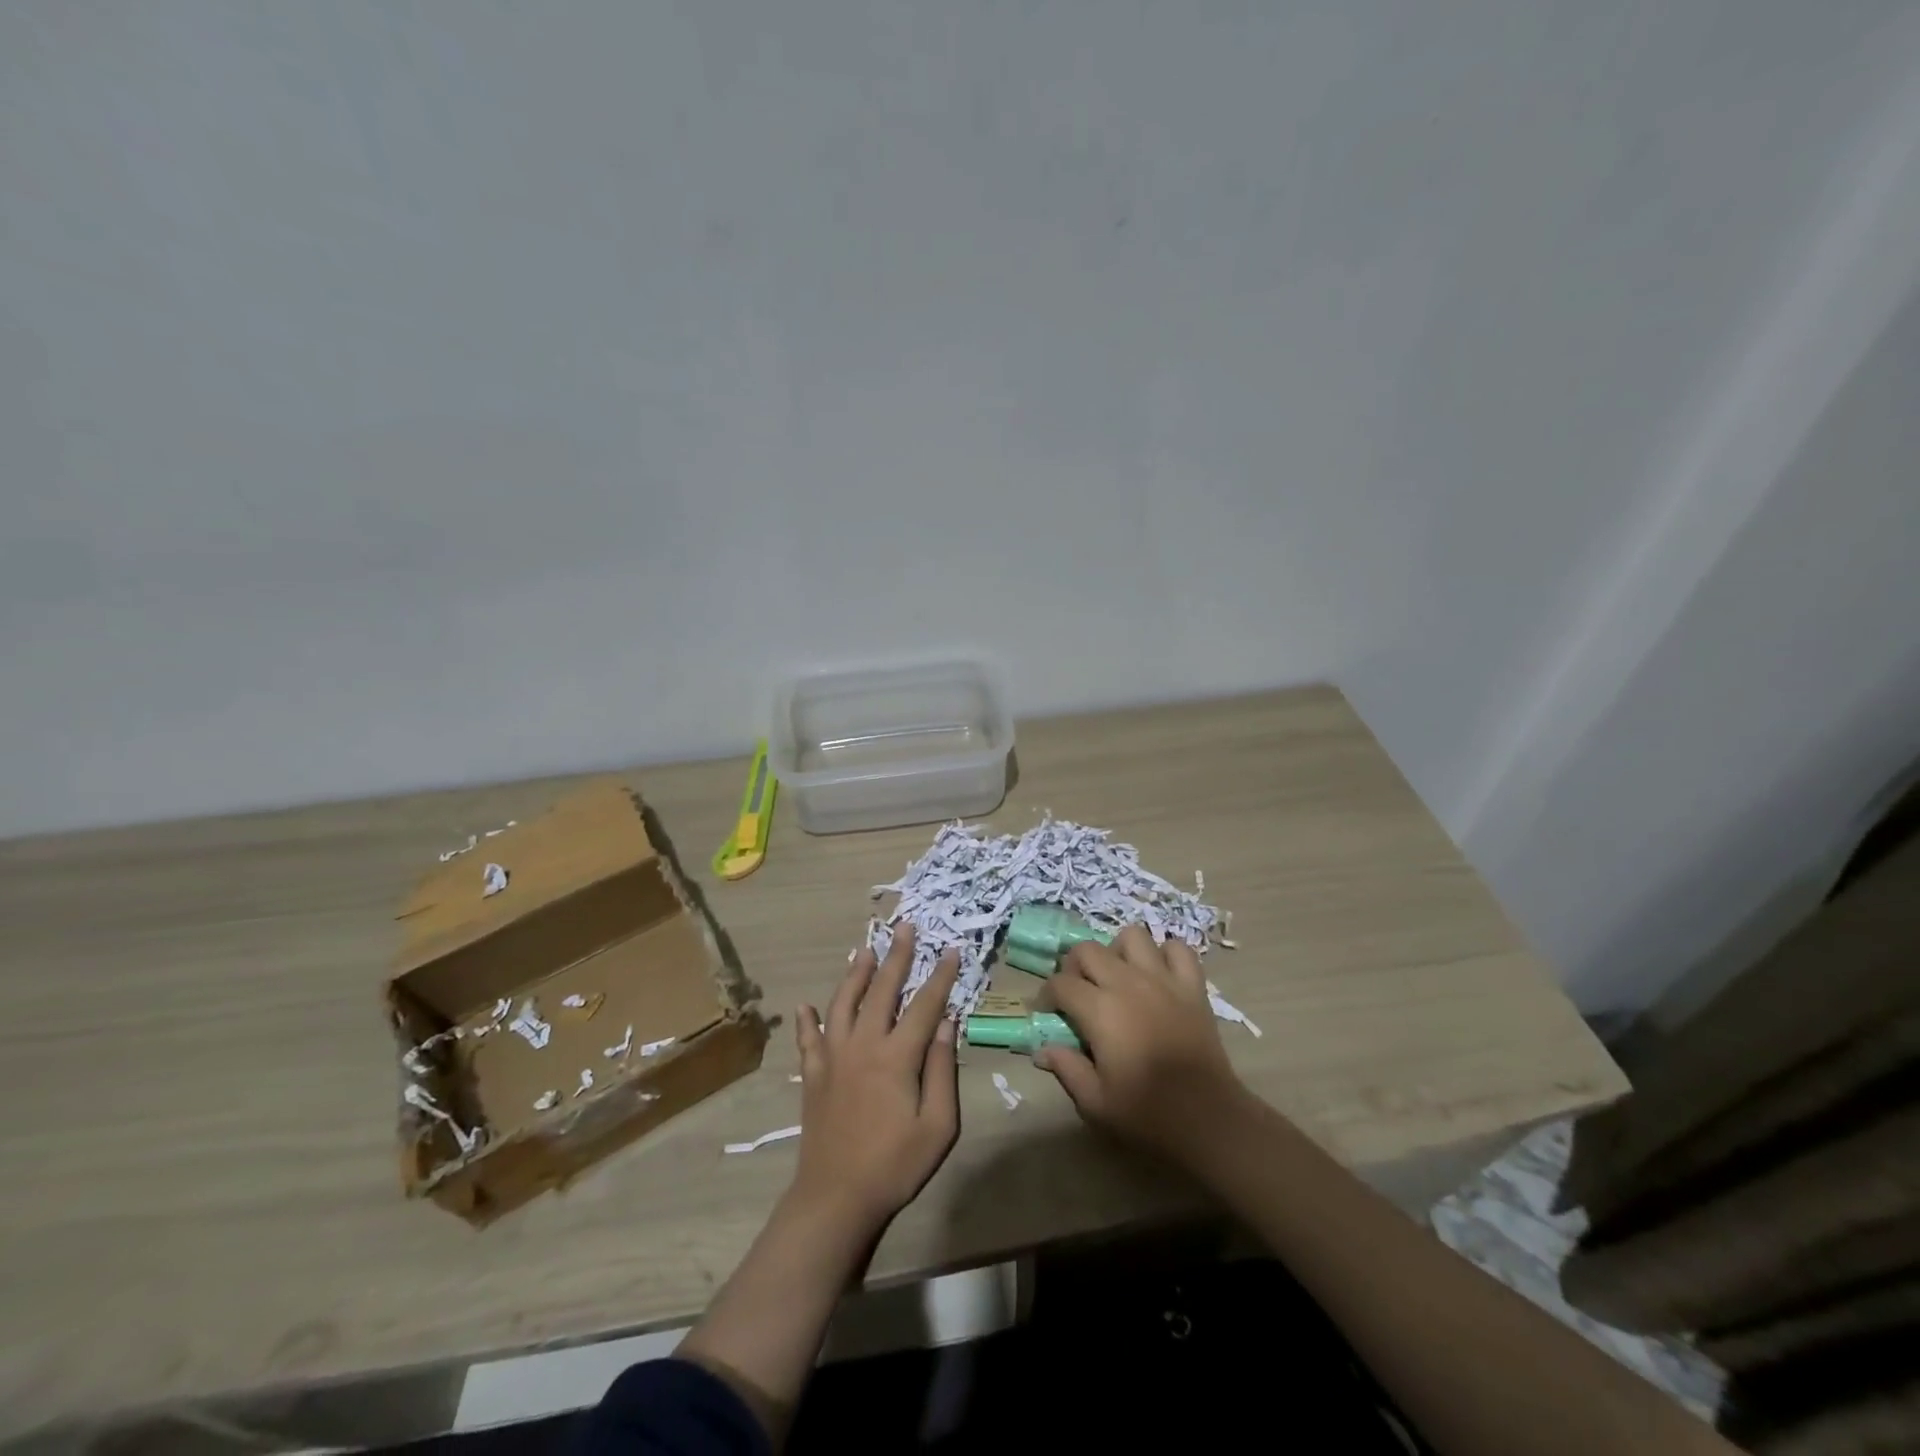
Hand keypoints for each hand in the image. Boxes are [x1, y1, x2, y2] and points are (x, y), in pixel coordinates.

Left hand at [791, 924, 960, 1237]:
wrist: (836, 1198)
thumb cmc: (895, 1165)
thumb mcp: (938, 1125)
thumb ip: (942, 1069)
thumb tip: (947, 1022)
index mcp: (896, 1056)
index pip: (924, 1005)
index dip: (941, 976)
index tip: (952, 949)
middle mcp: (863, 1045)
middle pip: (882, 990)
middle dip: (897, 956)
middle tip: (905, 927)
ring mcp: (833, 1057)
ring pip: (843, 1003)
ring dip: (855, 974)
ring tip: (864, 950)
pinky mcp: (813, 1075)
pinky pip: (808, 1040)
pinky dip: (806, 1020)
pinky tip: (804, 1006)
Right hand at [1036, 925, 1246, 1160]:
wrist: (1208, 1119)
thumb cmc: (1147, 1114)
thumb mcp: (1095, 1103)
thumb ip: (1067, 1069)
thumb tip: (1042, 1050)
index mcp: (1100, 1010)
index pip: (1060, 984)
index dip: (1046, 995)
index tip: (1047, 1012)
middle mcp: (1127, 983)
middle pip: (1088, 950)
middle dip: (1074, 966)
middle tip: (1077, 992)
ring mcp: (1163, 980)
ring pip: (1132, 936)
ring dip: (1118, 952)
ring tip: (1117, 977)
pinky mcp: (1192, 986)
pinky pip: (1178, 949)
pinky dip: (1165, 954)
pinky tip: (1158, 975)